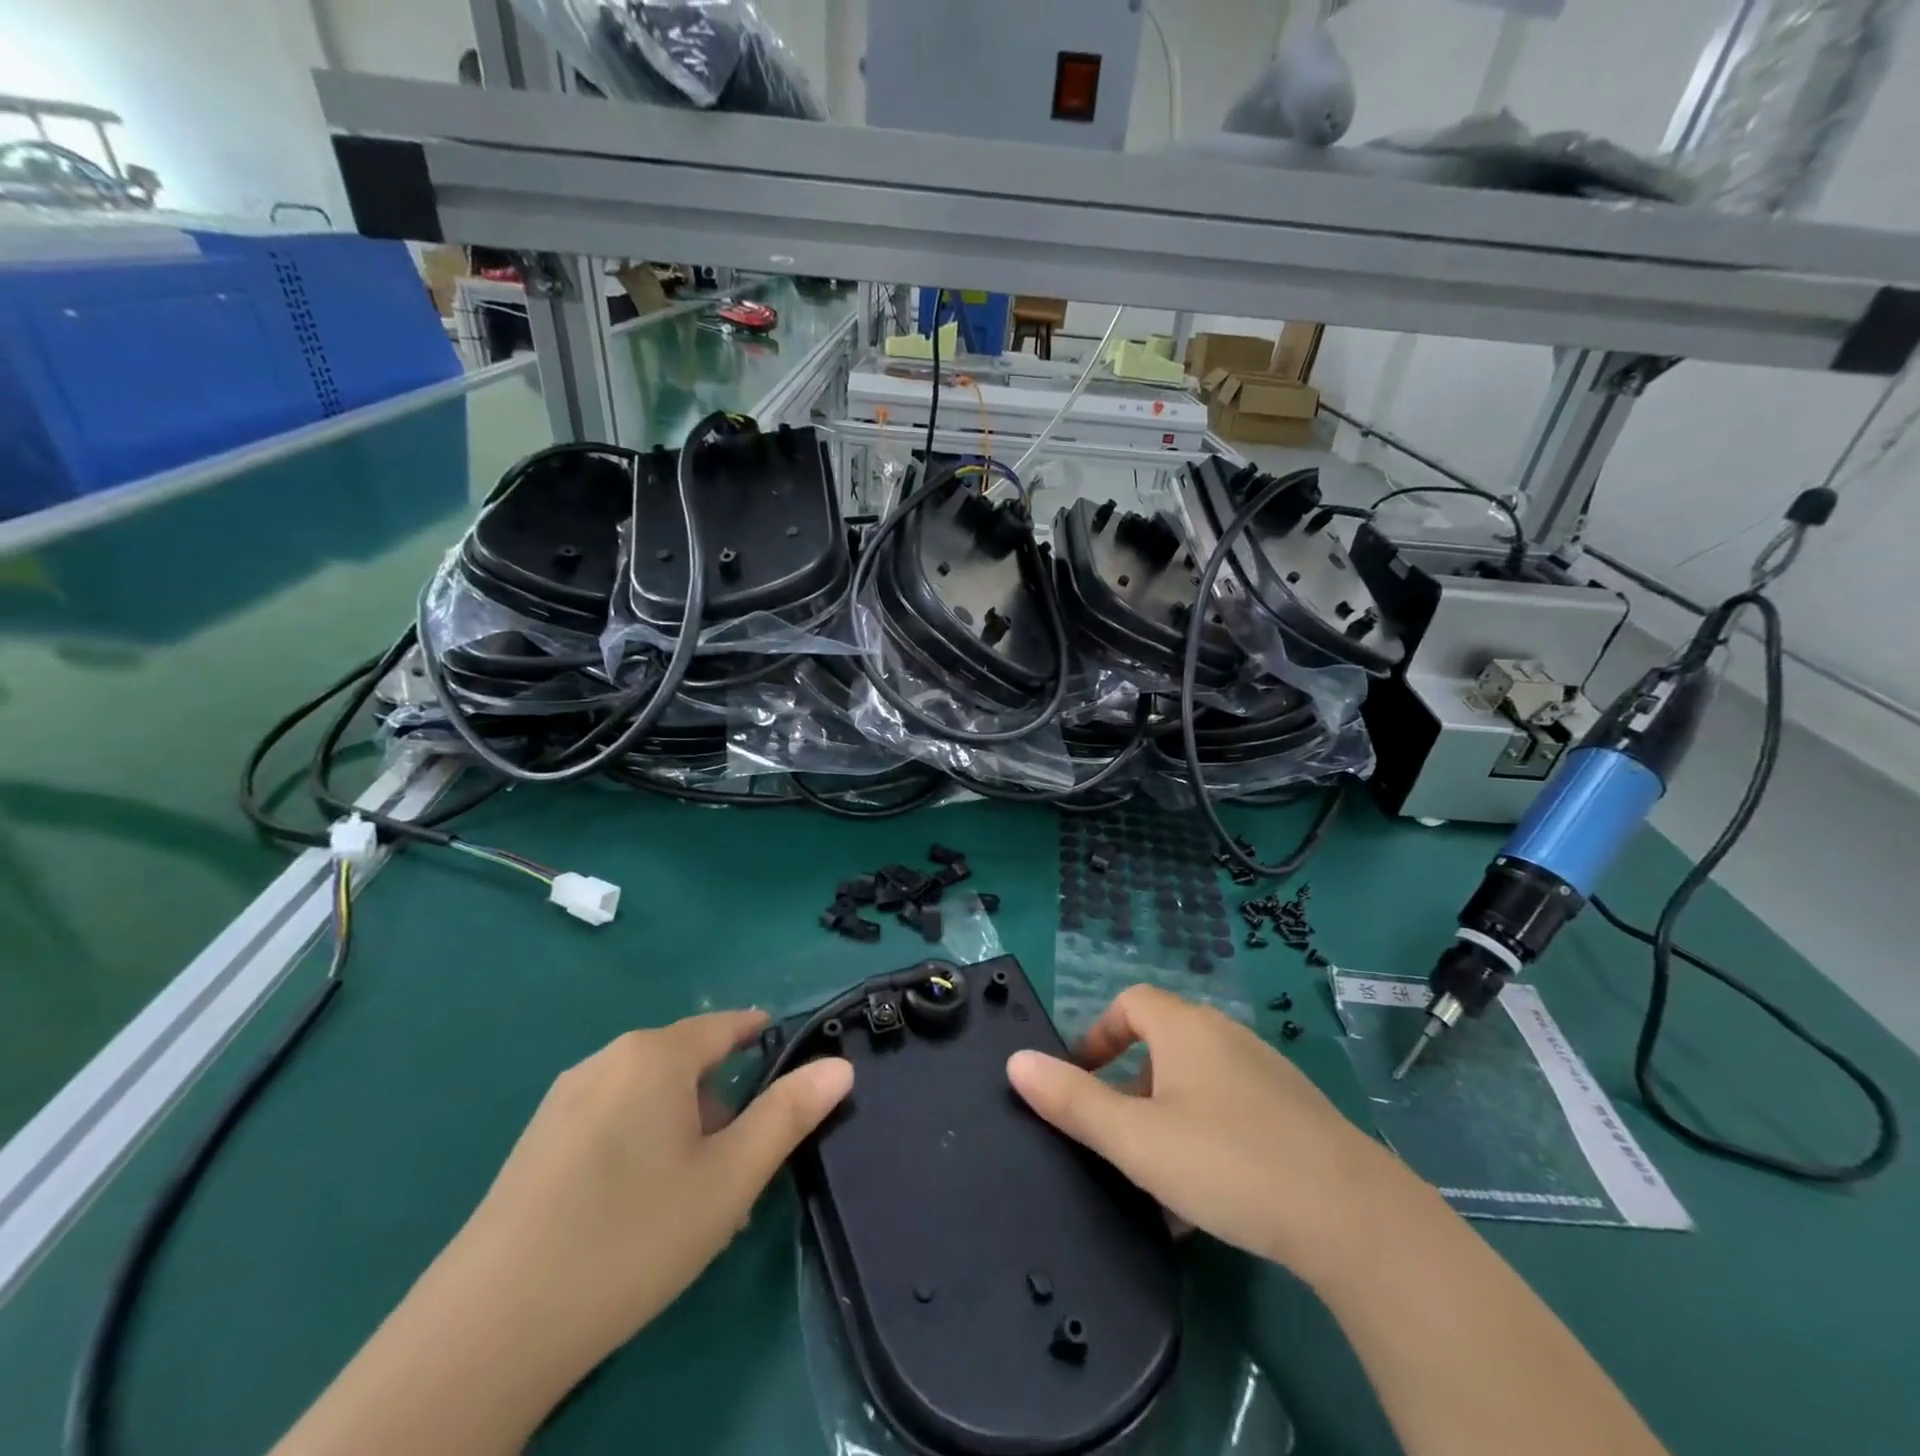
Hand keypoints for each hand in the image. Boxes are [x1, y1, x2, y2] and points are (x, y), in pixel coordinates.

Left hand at [451, 1010, 852, 1370]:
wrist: (487, 1332)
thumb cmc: (631, 1237)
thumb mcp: (730, 1179)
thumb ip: (789, 1114)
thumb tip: (840, 1066)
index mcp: (655, 1055)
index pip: (727, 1026)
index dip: (765, 1041)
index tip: (791, 1076)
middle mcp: (607, 1060)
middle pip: (688, 1064)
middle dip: (724, 1105)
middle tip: (741, 1169)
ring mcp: (564, 1100)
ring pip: (649, 1097)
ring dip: (684, 1132)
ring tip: (695, 1200)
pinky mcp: (536, 1143)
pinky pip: (612, 1122)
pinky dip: (642, 1147)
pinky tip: (639, 1213)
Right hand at [1007, 985, 1420, 1280]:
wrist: (1352, 1215)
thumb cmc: (1227, 1161)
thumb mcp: (1135, 1138)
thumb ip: (1072, 1101)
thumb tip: (1016, 1061)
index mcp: (1186, 1028)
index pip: (1130, 1002)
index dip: (1098, 1033)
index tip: (1081, 1079)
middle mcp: (1226, 1036)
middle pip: (1162, 1043)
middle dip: (1130, 1086)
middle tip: (1117, 1138)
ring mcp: (1266, 1073)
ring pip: (1197, 1083)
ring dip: (1167, 1118)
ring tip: (1157, 1178)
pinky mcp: (1294, 1112)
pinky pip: (1231, 1110)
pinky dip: (1205, 1136)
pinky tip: (1208, 1197)